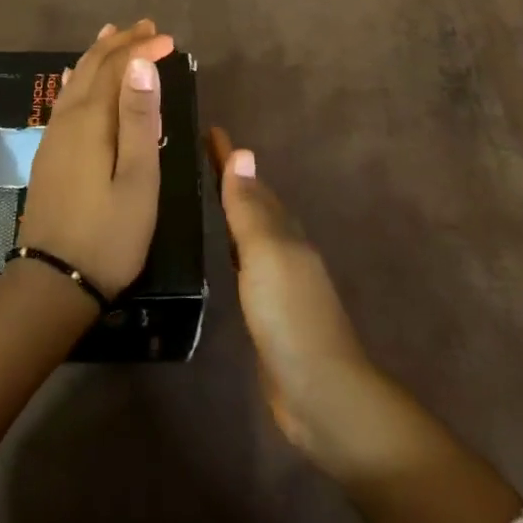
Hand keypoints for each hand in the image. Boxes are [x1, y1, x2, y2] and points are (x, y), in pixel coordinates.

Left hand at [17, 19, 174, 297]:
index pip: (117, 68)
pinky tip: (77, 76)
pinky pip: (65, 97)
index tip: (171, 40)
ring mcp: (53, 136)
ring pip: (75, 78)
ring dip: (98, 54)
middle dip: (120, 43)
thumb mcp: (138, 178)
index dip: (143, 49)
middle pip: (92, 66)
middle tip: (147, 27)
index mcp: (91, 120)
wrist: (53, 283)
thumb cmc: (110, 234)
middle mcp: (68, 118)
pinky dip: (78, 76)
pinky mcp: (49, 152)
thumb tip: (141, 63)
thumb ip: (140, 119)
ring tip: (114, 34)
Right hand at [208, 126, 373, 459]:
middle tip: (201, 154)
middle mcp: (284, 247)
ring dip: (234, 209)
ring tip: (209, 192)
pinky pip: (247, 263)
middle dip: (231, 177)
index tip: (210, 129)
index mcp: (283, 230)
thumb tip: (244, 152)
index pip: (250, 183)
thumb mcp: (266, 255)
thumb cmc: (290, 316)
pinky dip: (235, 245)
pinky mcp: (270, 310)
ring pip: (252, 231)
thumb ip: (250, 209)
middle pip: (254, 202)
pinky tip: (224, 250)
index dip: (230, 158)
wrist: (321, 393)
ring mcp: (279, 280)